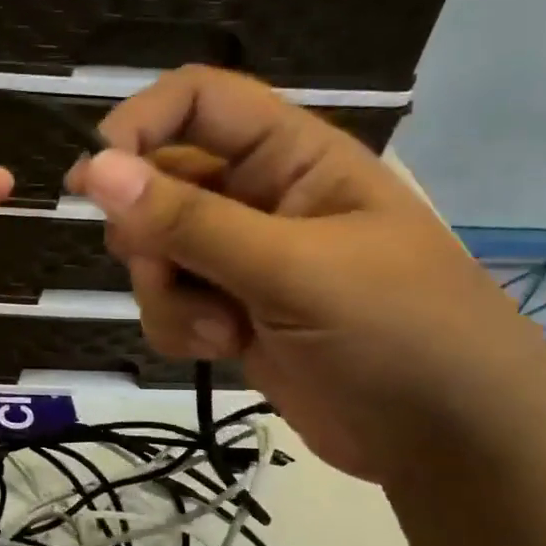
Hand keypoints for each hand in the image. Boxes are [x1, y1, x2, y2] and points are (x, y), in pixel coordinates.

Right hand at [67, 66, 545, 481]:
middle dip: (147, 232)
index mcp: (292, 156)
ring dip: (164, 290)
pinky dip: (177, 325)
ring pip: (155, 250)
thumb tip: (93, 169)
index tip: (94, 176)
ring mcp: (243, 258)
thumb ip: (189, 220)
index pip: (199, 101)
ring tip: (215, 327)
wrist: (451, 444)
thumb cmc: (398, 331)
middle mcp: (260, 197)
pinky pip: (168, 301)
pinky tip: (219, 349)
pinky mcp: (231, 312)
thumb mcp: (292, 269)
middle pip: (159, 182)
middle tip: (161, 268)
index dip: (140, 123)